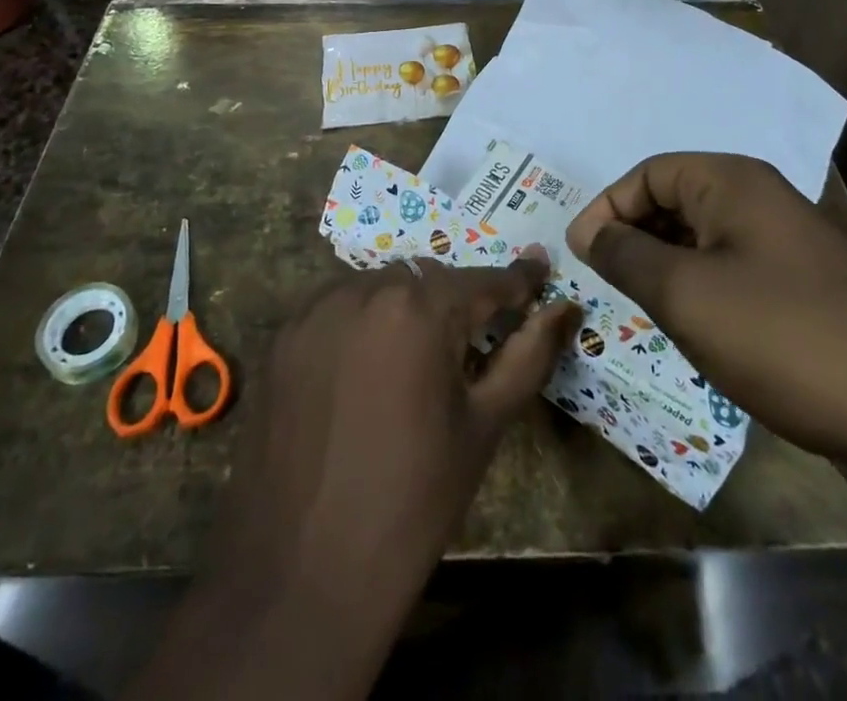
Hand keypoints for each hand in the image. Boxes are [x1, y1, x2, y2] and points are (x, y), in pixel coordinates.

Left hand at [147, 256, 578, 700]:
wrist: (305, 572)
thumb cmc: (414, 499)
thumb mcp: (484, 425)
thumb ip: (529, 354)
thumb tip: (565, 306)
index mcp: (419, 308)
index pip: (483, 280)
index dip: (517, 282)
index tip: (538, 274)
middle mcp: (363, 290)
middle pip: (425, 279)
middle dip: (453, 302)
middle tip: (466, 346)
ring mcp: (314, 310)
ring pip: (376, 288)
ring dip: (402, 309)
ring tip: (409, 363)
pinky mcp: (281, 337)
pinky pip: (334, 309)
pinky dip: (358, 324)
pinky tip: (360, 372)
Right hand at [564, 152, 846, 467]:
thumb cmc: (780, 336)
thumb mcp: (684, 294)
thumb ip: (625, 255)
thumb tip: (588, 232)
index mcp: (732, 181)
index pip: (647, 173)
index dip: (607, 209)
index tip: (583, 256)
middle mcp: (763, 197)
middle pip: (676, 199)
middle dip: (636, 236)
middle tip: (612, 284)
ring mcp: (792, 240)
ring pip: (705, 237)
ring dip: (669, 265)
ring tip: (650, 309)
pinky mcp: (810, 284)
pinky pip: (737, 267)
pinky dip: (705, 287)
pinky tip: (702, 329)